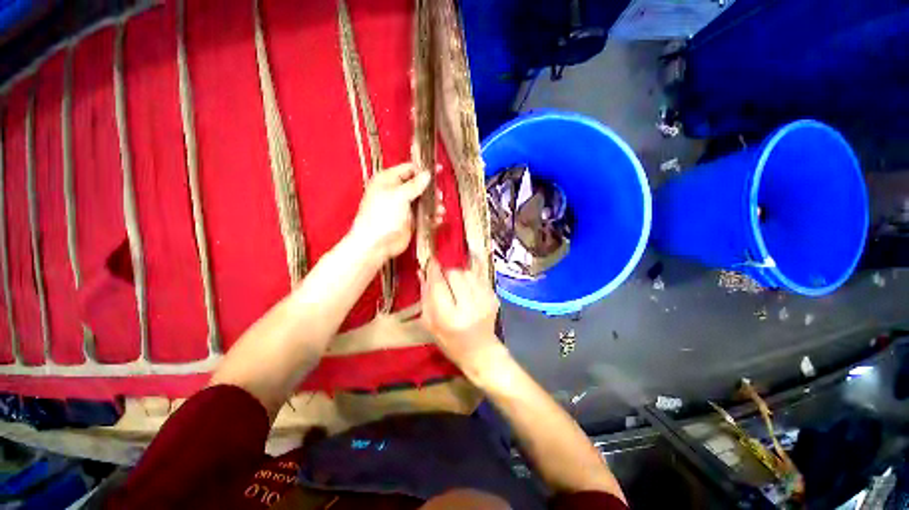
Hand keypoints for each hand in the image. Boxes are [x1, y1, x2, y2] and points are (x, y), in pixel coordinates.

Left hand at [350, 162, 441, 260]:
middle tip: (439, 195)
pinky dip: (432, 216)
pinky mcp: (410, 221)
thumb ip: (415, 185)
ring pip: (423, 201)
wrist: (376, 244)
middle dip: (430, 190)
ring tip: (440, 209)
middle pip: (418, 185)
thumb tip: (427, 174)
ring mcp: (403, 207)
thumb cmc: (382, 215)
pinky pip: (424, 215)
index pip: (408, 169)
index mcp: (388, 180)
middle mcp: (396, 192)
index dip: (423, 169)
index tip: (439, 170)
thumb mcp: (398, 196)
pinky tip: (438, 218)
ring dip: (433, 204)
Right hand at [421, 258, 504, 374]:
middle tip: (443, 280)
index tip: (430, 261)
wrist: (482, 352)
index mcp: (450, 318)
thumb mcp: (431, 325)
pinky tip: (467, 289)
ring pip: (467, 272)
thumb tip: (422, 272)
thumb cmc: (451, 343)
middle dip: (446, 272)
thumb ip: (425, 297)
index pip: (439, 284)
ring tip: (456, 286)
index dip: (433, 270)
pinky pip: (478, 277)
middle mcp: (470, 307)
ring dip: (458, 274)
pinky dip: (469, 279)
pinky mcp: (494, 297)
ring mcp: (485, 300)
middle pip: (455, 273)